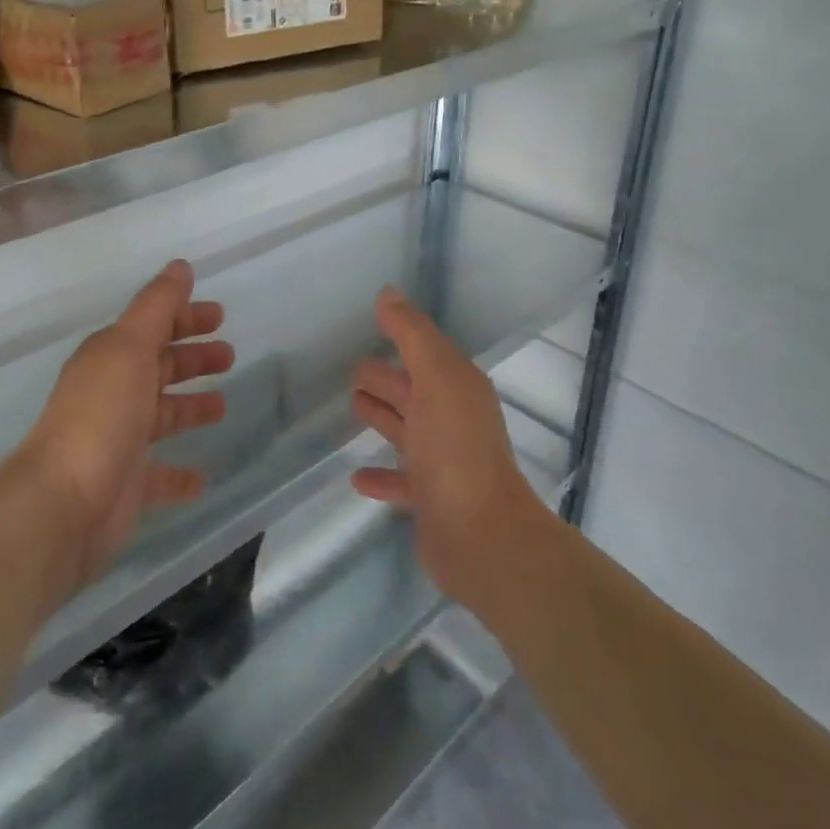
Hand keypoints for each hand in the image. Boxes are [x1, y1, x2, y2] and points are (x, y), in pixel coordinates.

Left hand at [18, 260, 232, 587]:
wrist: (64, 503)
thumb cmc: (102, 414)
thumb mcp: (131, 346)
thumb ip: (157, 305)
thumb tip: (180, 266)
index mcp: (111, 358)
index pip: (152, 327)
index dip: (185, 317)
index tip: (220, 315)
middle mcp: (113, 393)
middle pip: (159, 368)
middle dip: (193, 358)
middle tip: (229, 355)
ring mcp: (119, 440)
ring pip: (162, 416)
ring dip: (190, 408)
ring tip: (223, 406)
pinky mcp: (127, 484)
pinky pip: (159, 475)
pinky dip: (180, 474)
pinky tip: (202, 476)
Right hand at [350, 286, 551, 611]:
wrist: (480, 536)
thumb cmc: (455, 448)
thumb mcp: (434, 378)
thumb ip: (411, 334)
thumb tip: (388, 293)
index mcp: (457, 387)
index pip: (425, 353)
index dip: (401, 337)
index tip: (369, 325)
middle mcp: (452, 419)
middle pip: (411, 390)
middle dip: (385, 378)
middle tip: (349, 372)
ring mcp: (442, 462)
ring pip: (405, 431)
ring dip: (382, 418)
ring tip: (352, 407)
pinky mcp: (430, 500)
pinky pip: (399, 481)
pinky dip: (380, 476)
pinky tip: (356, 477)